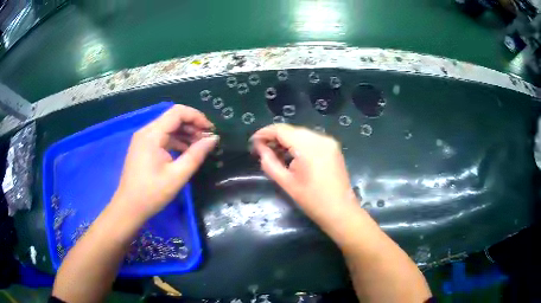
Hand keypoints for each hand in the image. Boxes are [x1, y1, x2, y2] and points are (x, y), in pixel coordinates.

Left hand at [113, 105, 218, 219]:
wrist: (129, 207)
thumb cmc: (152, 193)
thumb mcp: (177, 175)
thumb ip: (196, 154)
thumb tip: (213, 139)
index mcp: (152, 134)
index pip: (178, 112)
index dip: (197, 117)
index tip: (211, 130)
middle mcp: (146, 131)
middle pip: (173, 118)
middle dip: (192, 125)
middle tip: (208, 139)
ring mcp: (143, 139)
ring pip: (168, 127)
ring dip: (185, 133)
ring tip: (200, 146)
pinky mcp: (143, 147)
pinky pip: (162, 137)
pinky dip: (176, 140)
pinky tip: (186, 151)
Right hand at [251, 124, 359, 234]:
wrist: (340, 211)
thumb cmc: (312, 200)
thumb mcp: (286, 183)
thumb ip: (270, 163)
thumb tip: (260, 148)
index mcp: (308, 146)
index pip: (281, 130)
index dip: (264, 133)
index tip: (253, 142)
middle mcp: (320, 138)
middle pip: (291, 130)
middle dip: (275, 137)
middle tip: (261, 149)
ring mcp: (329, 142)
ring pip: (301, 134)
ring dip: (286, 140)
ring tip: (273, 153)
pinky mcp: (333, 147)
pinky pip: (311, 140)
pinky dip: (298, 144)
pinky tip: (291, 155)